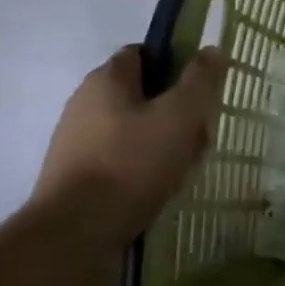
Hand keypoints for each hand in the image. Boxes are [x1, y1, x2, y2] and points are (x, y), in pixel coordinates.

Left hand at [32, 45, 225, 239]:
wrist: (73, 236)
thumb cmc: (131, 163)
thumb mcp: (180, 115)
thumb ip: (200, 79)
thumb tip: (212, 49)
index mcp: (106, 79)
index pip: (143, 53)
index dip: (174, 63)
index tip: (199, 88)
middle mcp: (84, 104)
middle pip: (140, 94)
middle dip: (172, 109)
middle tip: (199, 131)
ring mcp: (75, 143)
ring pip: (131, 131)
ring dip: (159, 143)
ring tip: (184, 166)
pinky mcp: (73, 179)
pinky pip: (118, 162)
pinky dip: (140, 170)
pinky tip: (158, 189)